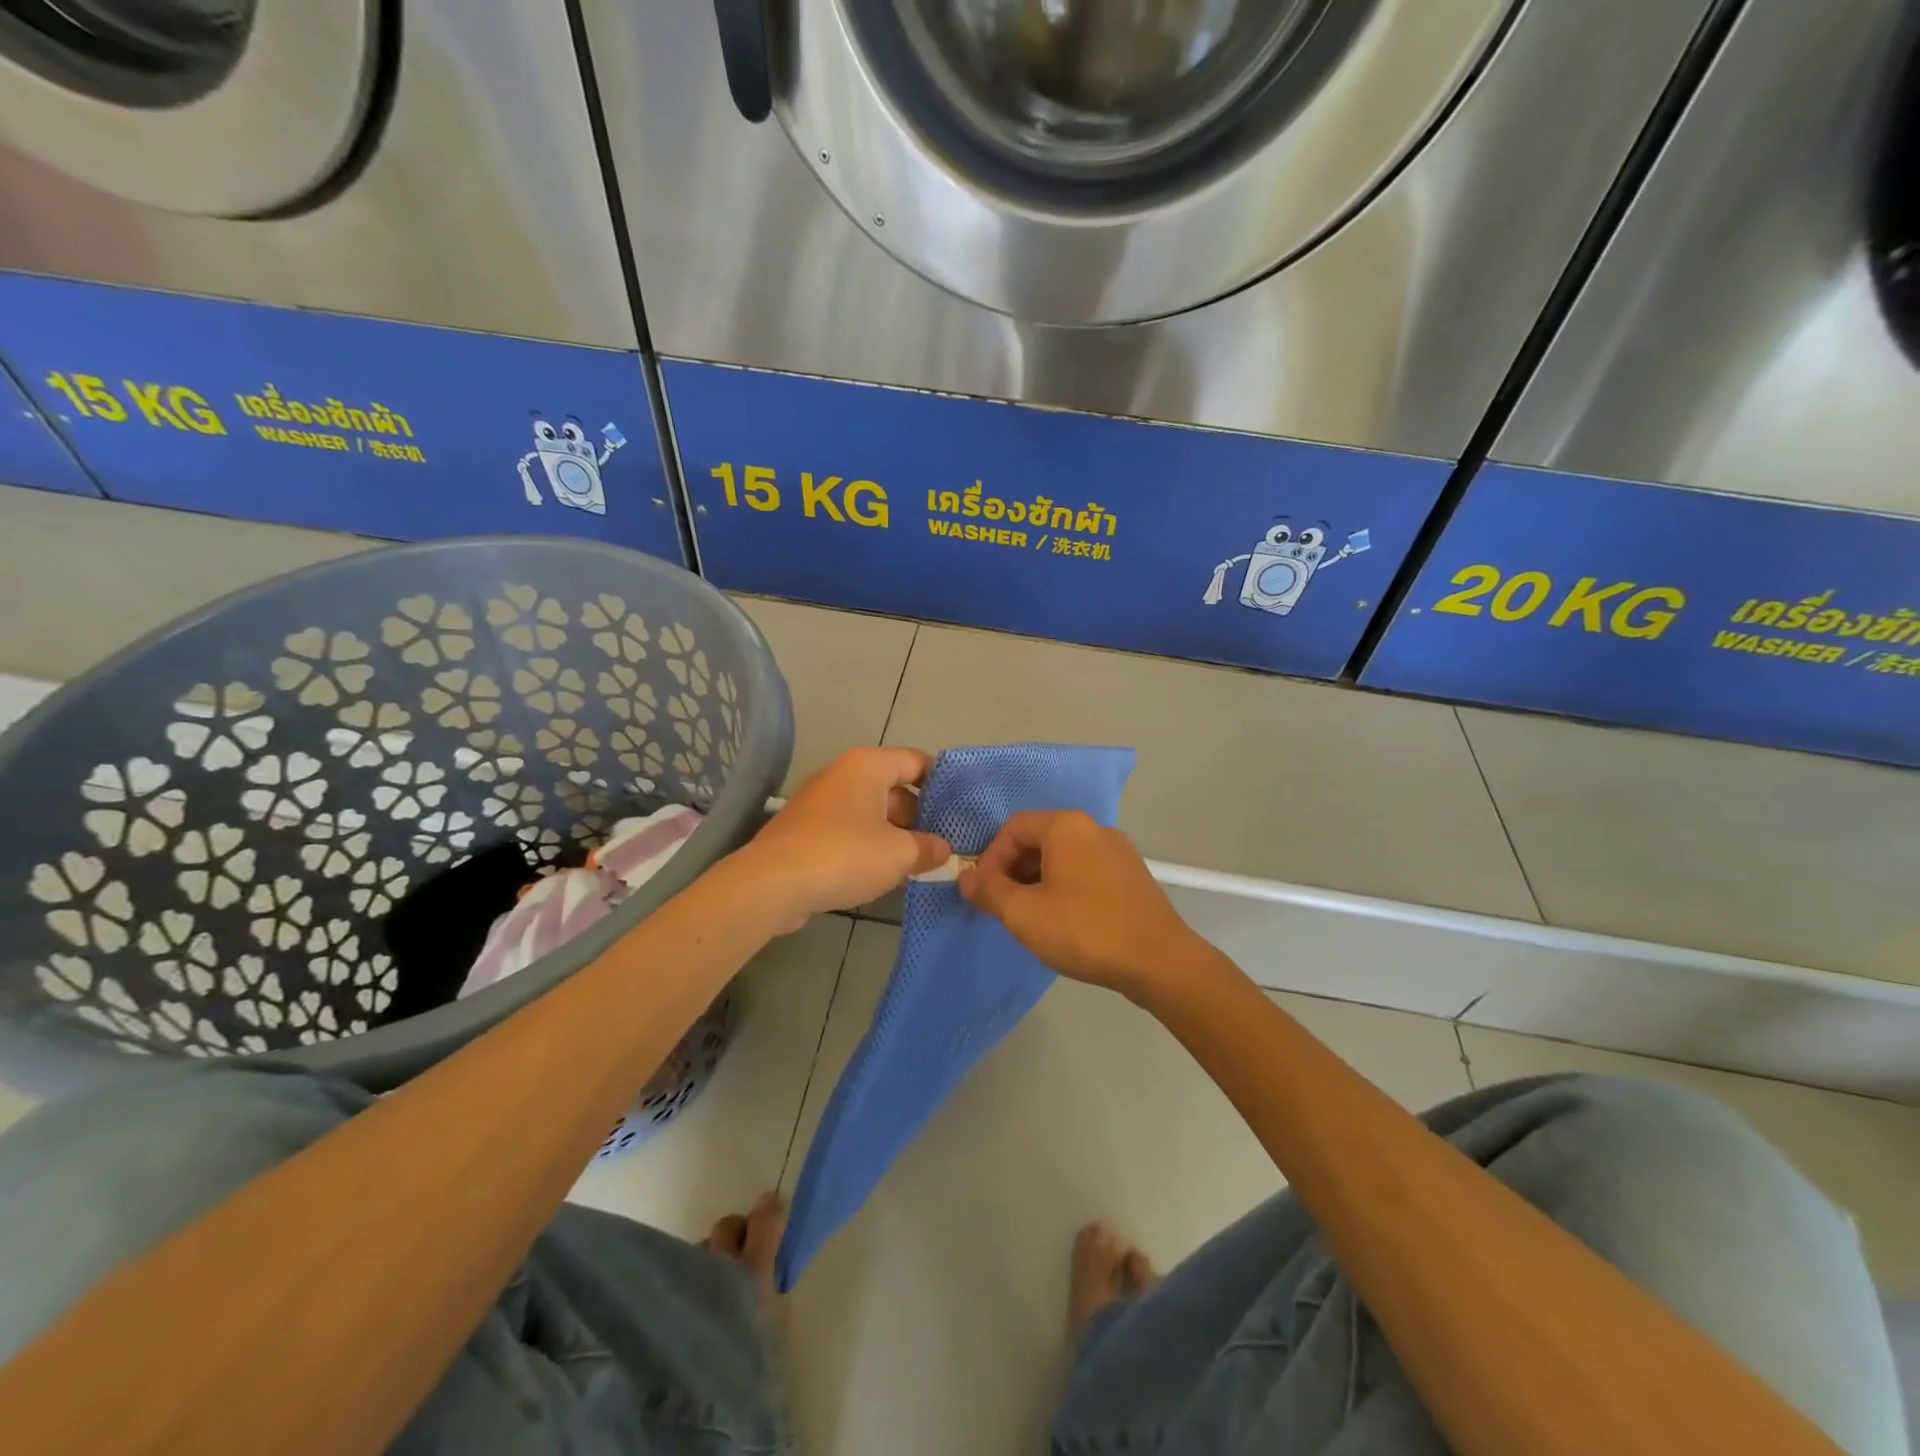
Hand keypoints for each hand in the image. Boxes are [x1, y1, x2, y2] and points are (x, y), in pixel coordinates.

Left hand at [740, 748, 950, 930]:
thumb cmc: (844, 855)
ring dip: (894, 833)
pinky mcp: (805, 830)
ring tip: (918, 860)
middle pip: (893, 787)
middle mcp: (842, 774)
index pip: (915, 761)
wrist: (772, 884)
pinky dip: (867, 844)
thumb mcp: (898, 854)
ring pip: (870, 811)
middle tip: (942, 841)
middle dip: (918, 814)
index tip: (959, 807)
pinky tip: (882, 872)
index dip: (941, 782)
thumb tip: (944, 849)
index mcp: (867, 766)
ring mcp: (819, 802)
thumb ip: (927, 848)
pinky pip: (848, 829)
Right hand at [958, 810, 1197, 995]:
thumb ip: (988, 891)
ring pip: (1063, 857)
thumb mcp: (1023, 913)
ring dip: (1038, 882)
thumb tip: (965, 877)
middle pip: (1039, 839)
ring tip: (1032, 918)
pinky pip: (1086, 872)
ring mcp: (1118, 852)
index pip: (1013, 828)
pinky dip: (1065, 888)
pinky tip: (1065, 923)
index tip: (984, 893)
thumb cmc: (1084, 929)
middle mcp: (1094, 828)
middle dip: (1013, 871)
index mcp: (1066, 826)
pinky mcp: (1132, 876)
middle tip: (1004, 907)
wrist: (1159, 961)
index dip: (990, 858)